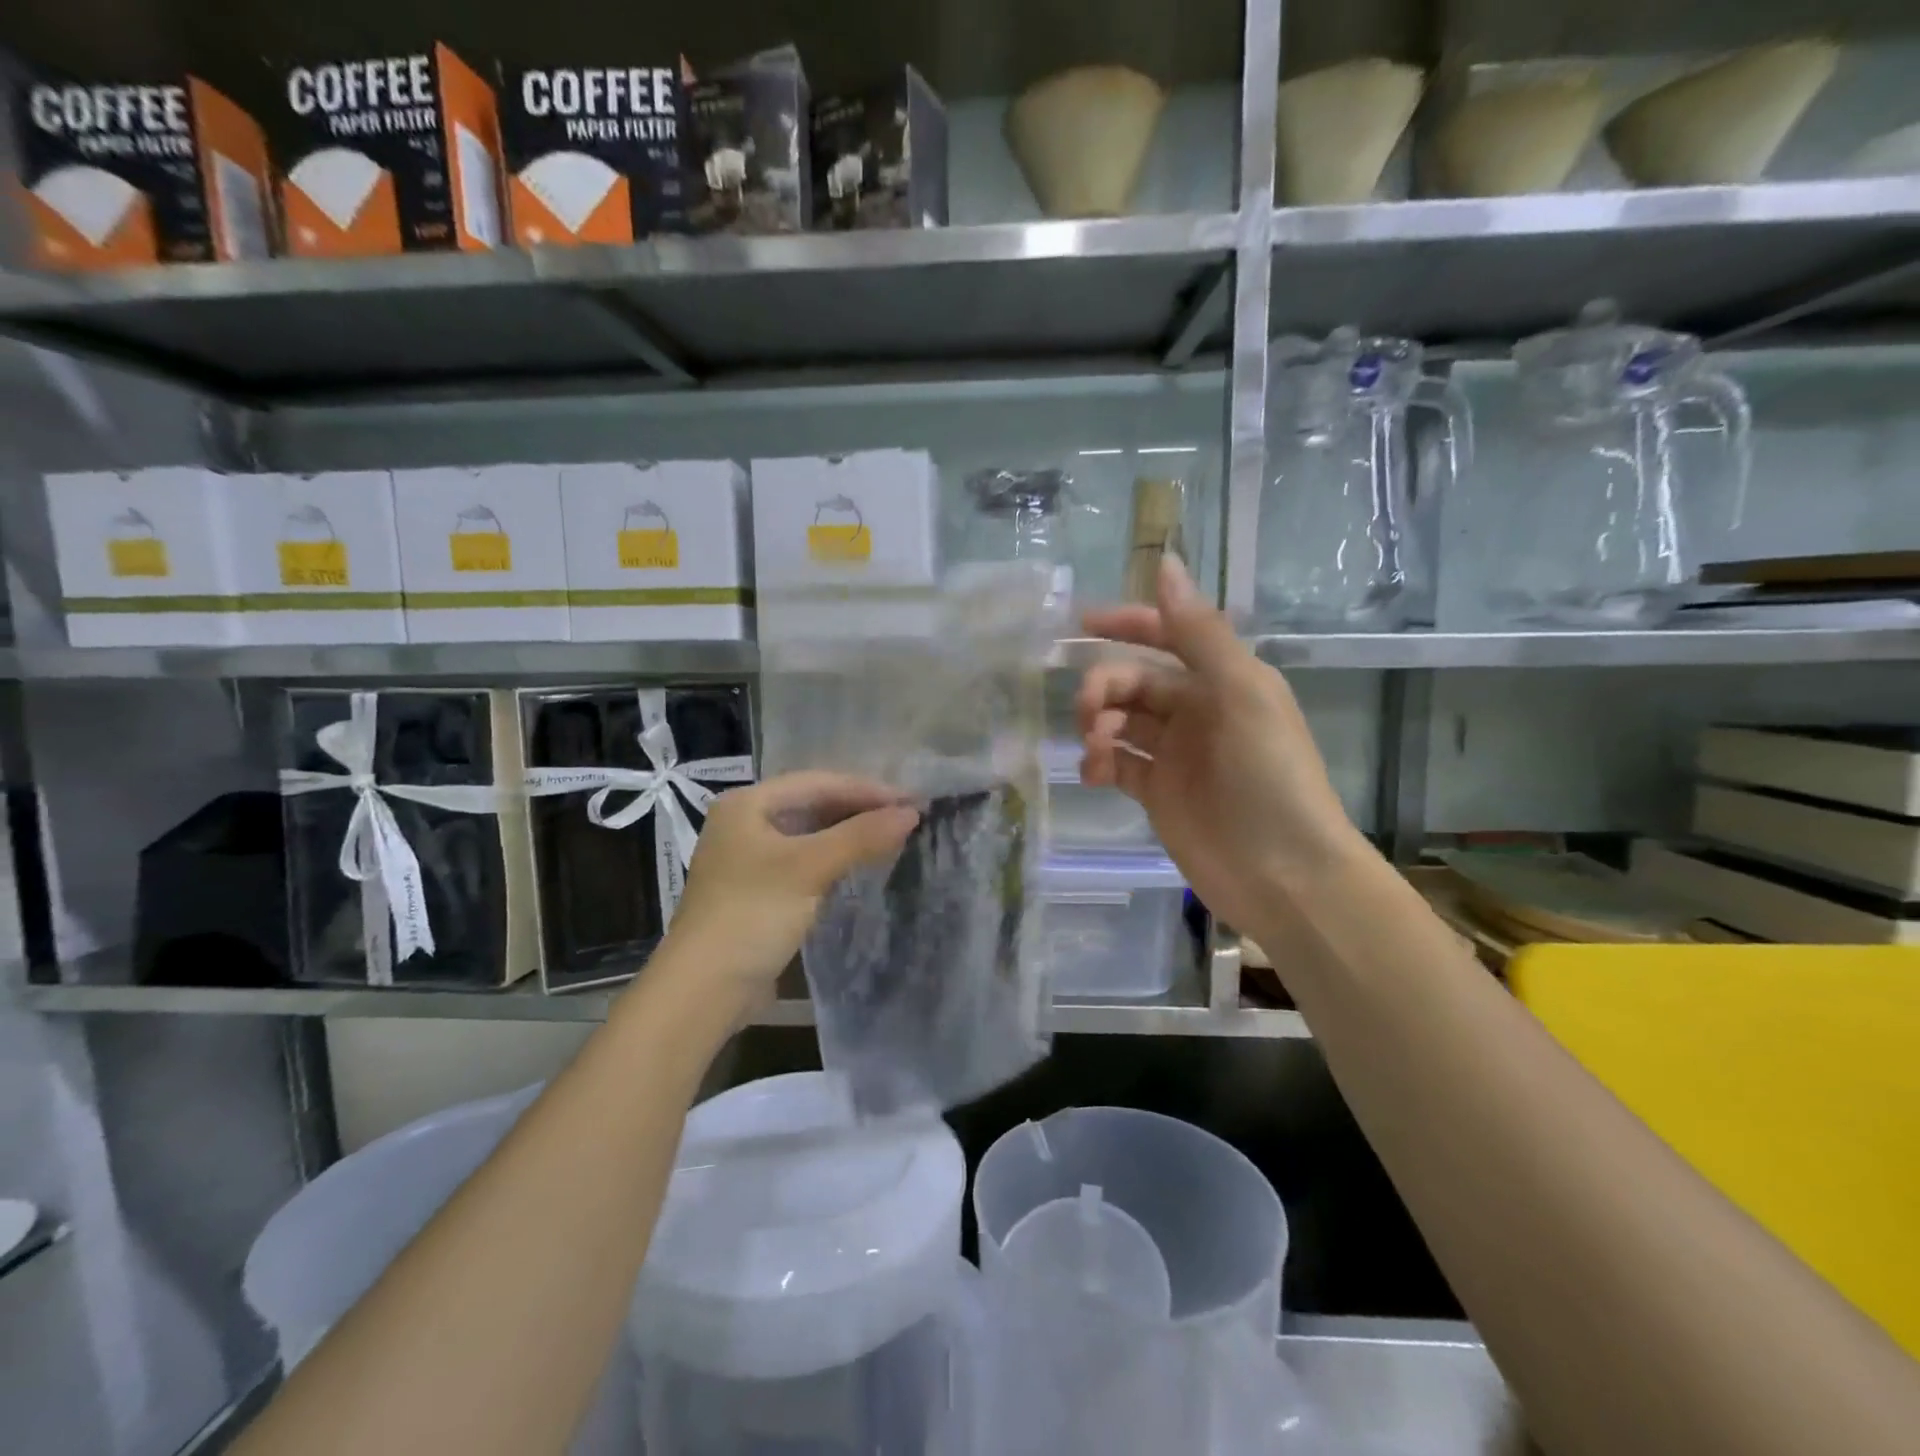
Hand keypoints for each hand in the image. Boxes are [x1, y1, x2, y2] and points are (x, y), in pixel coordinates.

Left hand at [664, 773, 919, 996]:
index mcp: (747, 803)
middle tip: (908, 817)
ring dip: (850, 834)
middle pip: (813, 804)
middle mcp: (744, 822)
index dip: (868, 790)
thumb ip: (861, 836)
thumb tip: (912, 813)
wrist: (703, 990)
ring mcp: (749, 857)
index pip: (818, 782)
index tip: (913, 801)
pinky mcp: (758, 890)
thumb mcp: (809, 868)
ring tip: (893, 836)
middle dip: (860, 809)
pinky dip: (835, 858)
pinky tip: (862, 864)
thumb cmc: (752, 915)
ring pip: (810, 833)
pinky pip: (804, 861)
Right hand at [1078, 556, 1365, 935]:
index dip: (1127, 624)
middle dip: (1105, 686)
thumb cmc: (1267, 775)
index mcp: (1224, 679)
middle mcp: (1198, 711)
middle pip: (1136, 681)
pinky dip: (1099, 762)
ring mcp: (1176, 755)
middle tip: (1089, 710)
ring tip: (1095, 746)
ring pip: (1121, 722)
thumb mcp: (1239, 692)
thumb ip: (1197, 632)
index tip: (1081, 624)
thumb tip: (1165, 564)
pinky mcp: (1158, 793)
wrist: (1281, 872)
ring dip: (1098, 725)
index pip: (1168, 636)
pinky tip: (1093, 773)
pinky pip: (1118, 764)